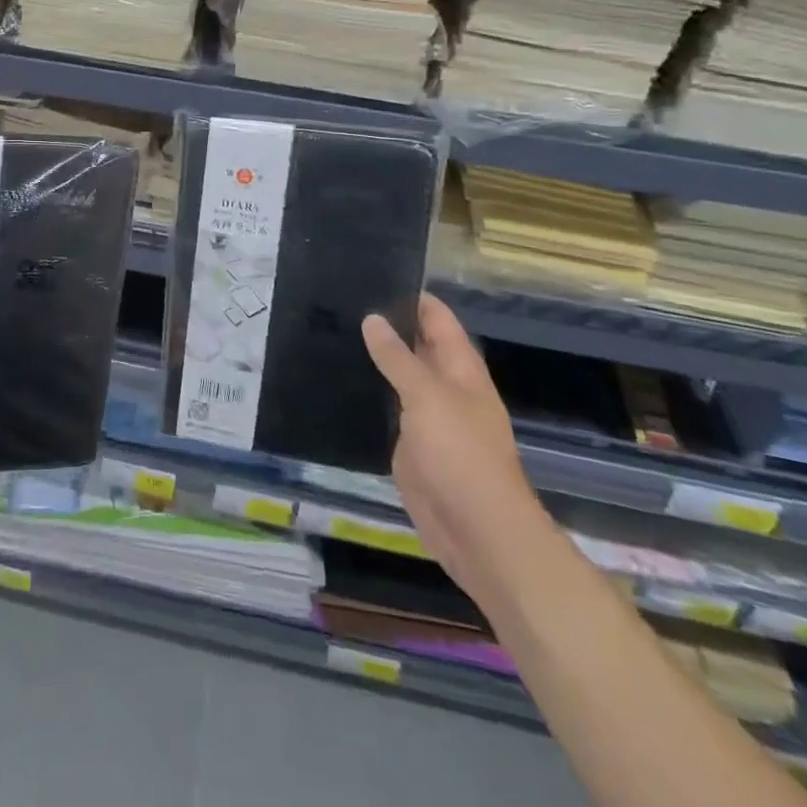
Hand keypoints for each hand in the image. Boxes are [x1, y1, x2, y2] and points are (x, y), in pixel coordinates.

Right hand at [362, 294, 554, 608]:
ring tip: (329, 330)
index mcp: (461, 371)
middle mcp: (445, 389)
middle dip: (387, 325)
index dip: (412, 296)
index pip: (437, 319)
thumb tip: (373, 318)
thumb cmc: (461, 455)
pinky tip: (336, 380)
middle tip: (339, 298)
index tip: (373, 273)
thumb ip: (398, 358)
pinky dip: (366, 394)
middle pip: (416, 347)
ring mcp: (426, 419)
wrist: (477, 532)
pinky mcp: (409, 447)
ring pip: (397, 378)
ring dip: (372, 359)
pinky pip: (386, 411)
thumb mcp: (427, 397)